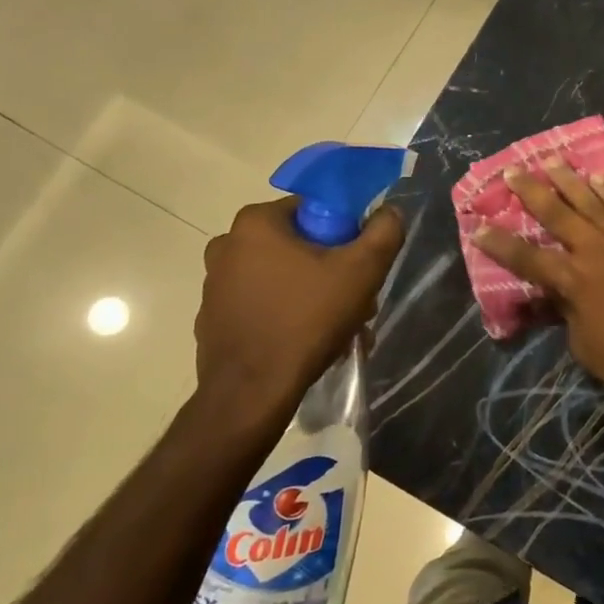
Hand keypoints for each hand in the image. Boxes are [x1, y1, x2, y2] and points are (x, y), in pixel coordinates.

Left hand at [194, 197, 405, 410]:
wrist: (251, 393)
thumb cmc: (306, 321)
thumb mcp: (362, 271)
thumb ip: (384, 232)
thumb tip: (390, 211)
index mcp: (256, 222)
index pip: (314, 210)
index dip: (345, 235)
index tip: (359, 266)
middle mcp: (227, 245)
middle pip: (298, 245)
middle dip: (331, 270)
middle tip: (355, 303)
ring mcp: (215, 284)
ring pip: (281, 277)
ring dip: (312, 295)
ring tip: (337, 330)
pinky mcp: (213, 318)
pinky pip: (261, 305)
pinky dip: (285, 316)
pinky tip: (306, 343)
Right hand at [473, 161, 603, 398]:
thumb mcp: (580, 340)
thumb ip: (566, 308)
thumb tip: (557, 291)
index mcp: (572, 279)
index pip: (526, 257)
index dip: (500, 243)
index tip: (478, 226)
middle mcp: (594, 250)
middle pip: (557, 213)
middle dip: (532, 191)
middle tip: (514, 170)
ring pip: (591, 201)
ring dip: (569, 180)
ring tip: (553, 160)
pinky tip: (599, 177)